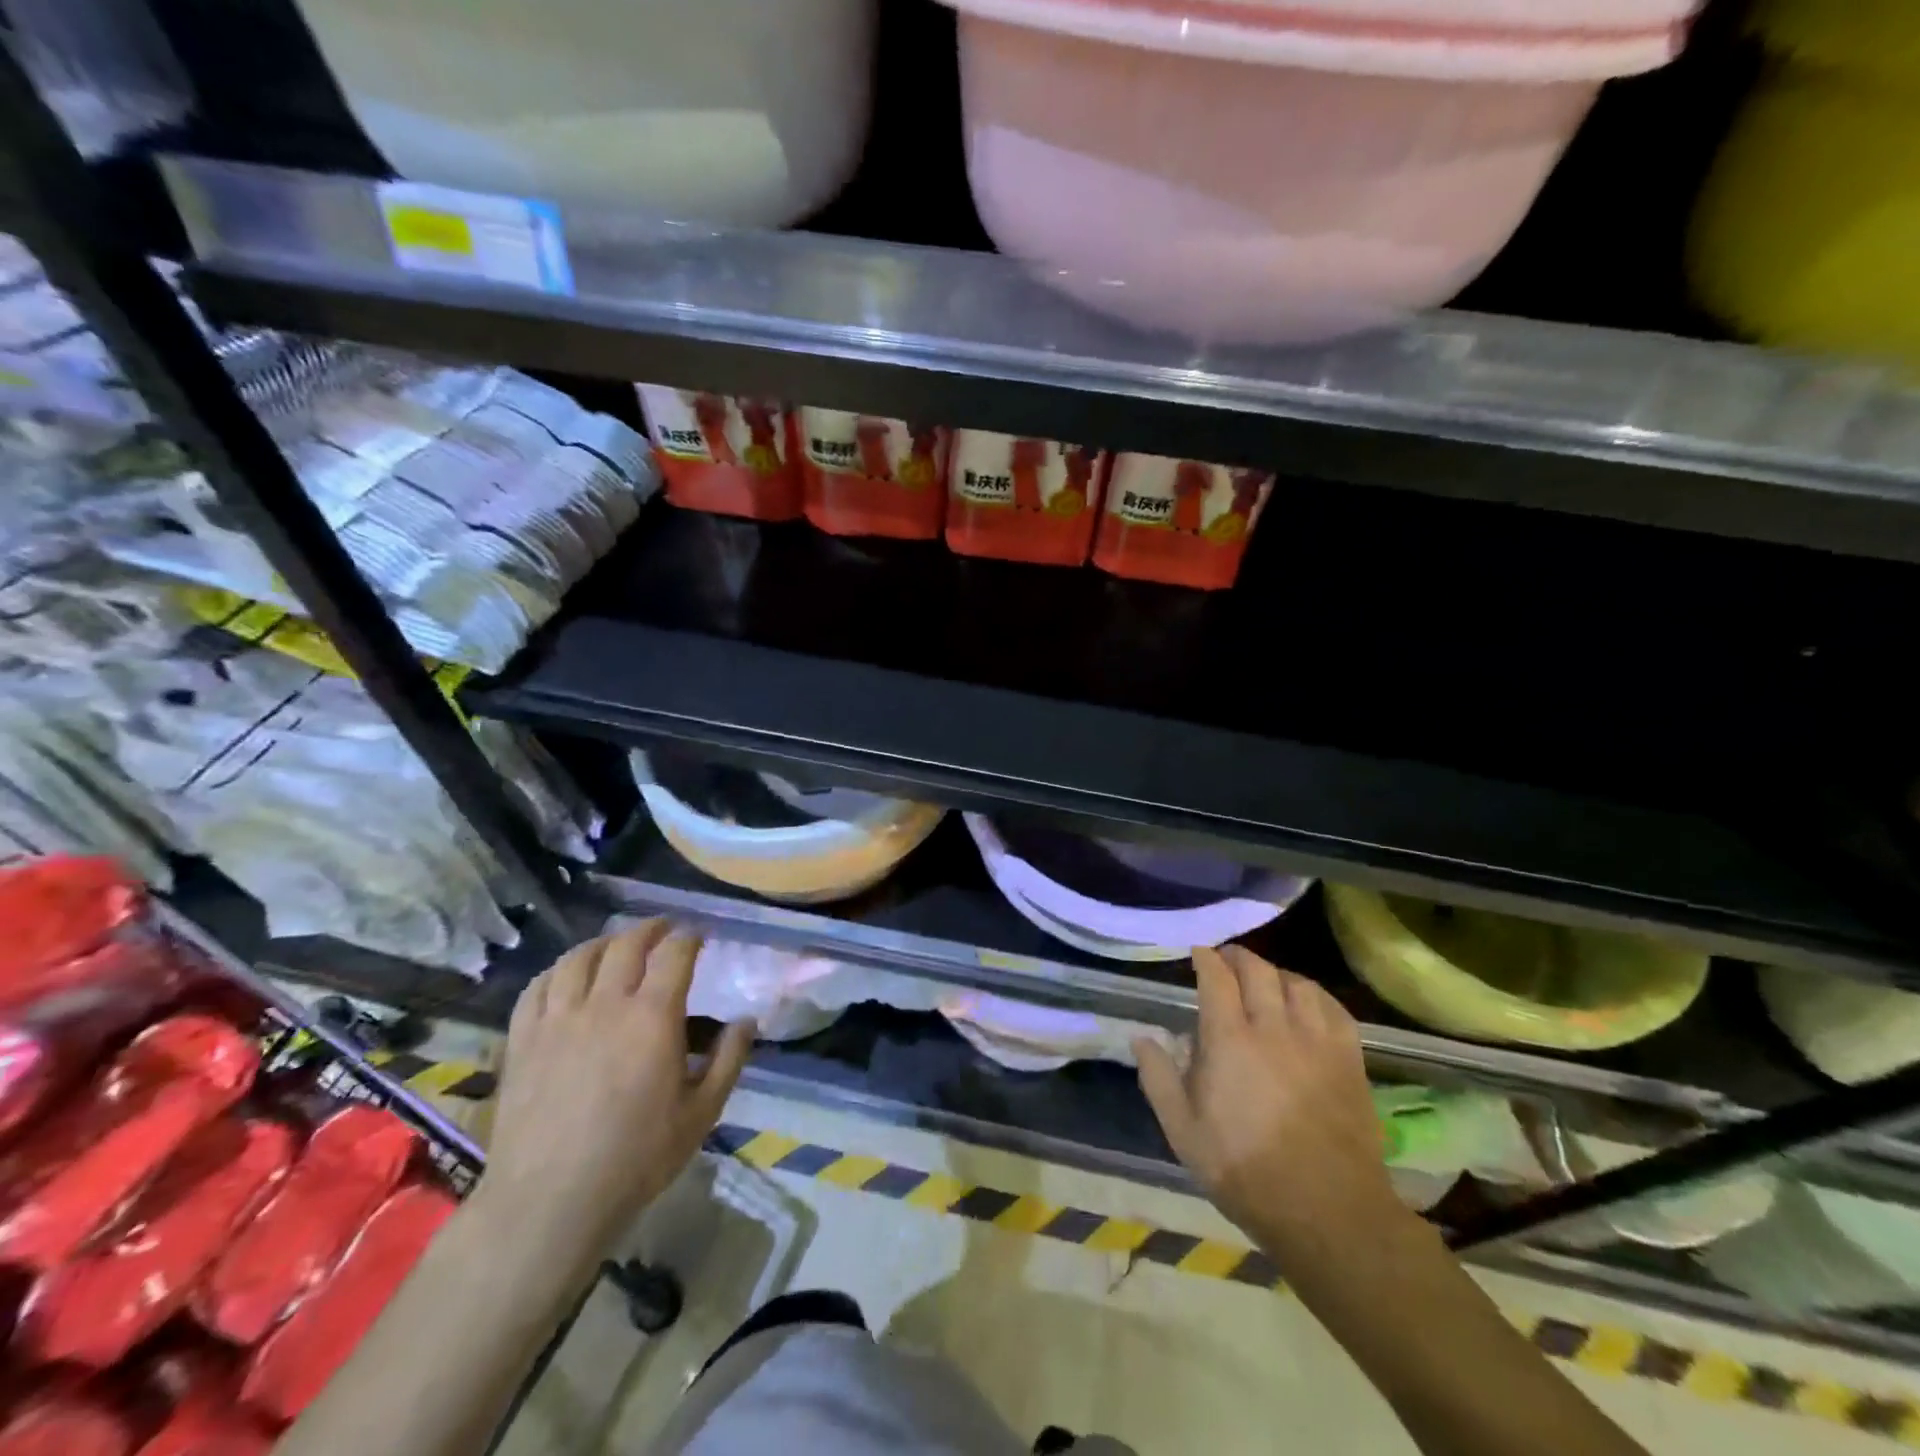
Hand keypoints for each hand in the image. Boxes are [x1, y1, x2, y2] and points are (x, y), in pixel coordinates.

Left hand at [473, 922, 755, 1267]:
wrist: (550, 1201)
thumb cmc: (636, 1158)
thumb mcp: (701, 1113)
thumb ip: (728, 1061)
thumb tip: (748, 1021)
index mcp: (653, 1017)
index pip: (674, 954)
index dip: (689, 937)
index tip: (698, 935)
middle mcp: (605, 1004)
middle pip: (626, 945)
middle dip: (650, 929)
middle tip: (663, 930)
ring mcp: (558, 1019)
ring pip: (579, 958)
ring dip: (604, 943)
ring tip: (615, 945)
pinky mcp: (522, 1040)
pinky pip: (538, 987)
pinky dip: (558, 970)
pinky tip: (567, 975)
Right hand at [1135, 946, 1401, 1257]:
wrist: (1327, 1212)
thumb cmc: (1245, 1171)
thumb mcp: (1183, 1132)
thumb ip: (1158, 1078)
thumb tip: (1141, 1037)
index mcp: (1230, 1041)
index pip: (1217, 978)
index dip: (1206, 959)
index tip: (1198, 954)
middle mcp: (1274, 1028)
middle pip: (1258, 971)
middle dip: (1238, 957)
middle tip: (1226, 960)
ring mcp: (1317, 1042)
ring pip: (1297, 983)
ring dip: (1275, 973)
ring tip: (1265, 981)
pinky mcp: (1349, 1060)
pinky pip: (1334, 1008)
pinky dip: (1315, 995)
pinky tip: (1307, 1004)